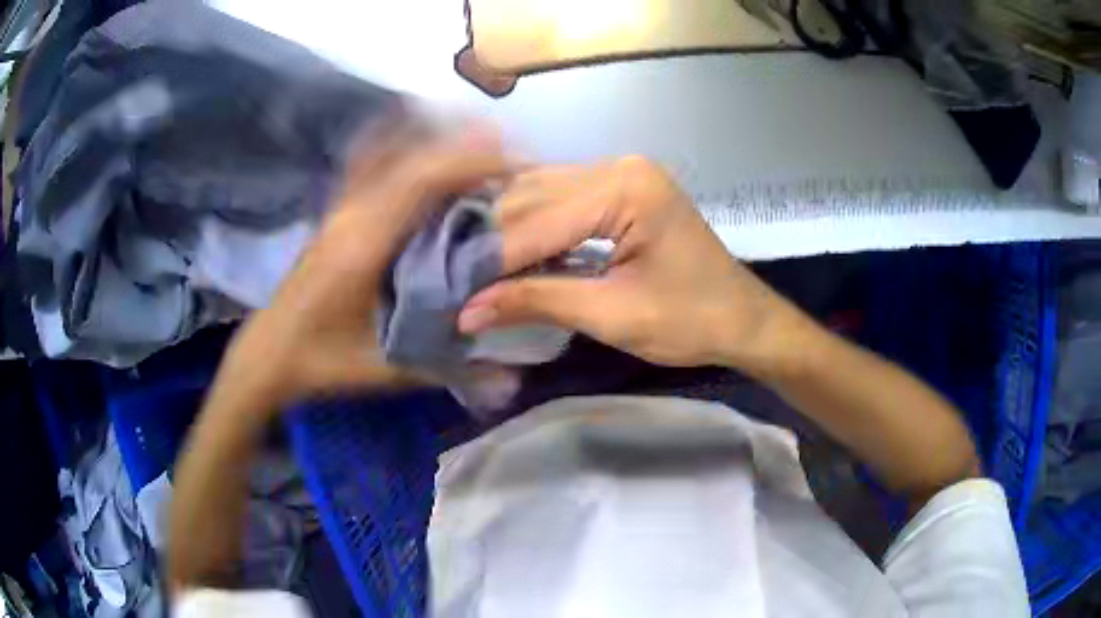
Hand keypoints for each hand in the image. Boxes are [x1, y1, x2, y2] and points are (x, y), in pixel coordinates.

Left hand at [216, 125, 510, 410]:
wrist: (269, 352)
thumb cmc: (321, 360)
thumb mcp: (385, 371)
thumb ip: (450, 371)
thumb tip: (516, 381)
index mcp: (364, 243)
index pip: (423, 180)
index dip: (473, 162)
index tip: (516, 163)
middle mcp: (352, 213)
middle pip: (411, 157)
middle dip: (464, 145)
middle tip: (510, 148)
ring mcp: (340, 208)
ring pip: (388, 152)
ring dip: (433, 139)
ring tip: (476, 137)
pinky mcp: (334, 213)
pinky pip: (368, 163)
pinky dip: (396, 142)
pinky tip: (416, 136)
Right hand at [458, 156, 801, 371]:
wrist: (743, 320)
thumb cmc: (692, 321)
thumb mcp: (612, 315)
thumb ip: (537, 301)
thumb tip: (467, 311)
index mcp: (625, 188)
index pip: (538, 221)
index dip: (491, 261)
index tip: (449, 291)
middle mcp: (619, 167)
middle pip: (532, 196)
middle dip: (492, 241)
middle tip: (452, 277)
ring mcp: (620, 174)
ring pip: (540, 194)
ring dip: (506, 232)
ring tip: (469, 267)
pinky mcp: (620, 191)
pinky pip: (560, 201)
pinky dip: (531, 228)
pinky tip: (506, 253)